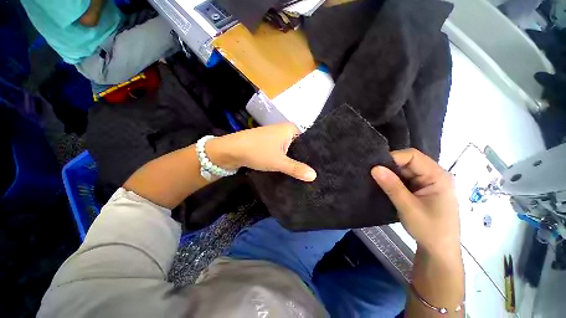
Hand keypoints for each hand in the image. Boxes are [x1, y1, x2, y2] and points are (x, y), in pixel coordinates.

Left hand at [206, 123, 316, 181]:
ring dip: (295, 161)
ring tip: (307, 173)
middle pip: (300, 146)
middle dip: (305, 159)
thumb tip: (314, 176)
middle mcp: (284, 131)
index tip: (322, 165)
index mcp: (290, 129)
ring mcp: (276, 138)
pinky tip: (292, 170)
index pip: (309, 140)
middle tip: (315, 172)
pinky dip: (286, 160)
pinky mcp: (269, 145)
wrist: (230, 150)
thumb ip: (296, 168)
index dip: (315, 153)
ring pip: (290, 150)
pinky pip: (282, 153)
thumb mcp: (279, 161)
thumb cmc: (257, 151)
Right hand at [371, 148, 459, 257]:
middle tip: (372, 174)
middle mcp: (434, 175)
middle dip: (390, 166)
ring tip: (375, 179)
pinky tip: (384, 185)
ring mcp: (428, 182)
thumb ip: (392, 186)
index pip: (413, 156)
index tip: (375, 167)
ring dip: (390, 174)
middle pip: (408, 161)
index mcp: (438, 176)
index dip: (393, 158)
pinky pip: (405, 178)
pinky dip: (393, 181)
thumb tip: (374, 168)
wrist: (439, 250)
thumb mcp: (408, 207)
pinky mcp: (421, 189)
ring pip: (404, 170)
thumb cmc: (429, 230)